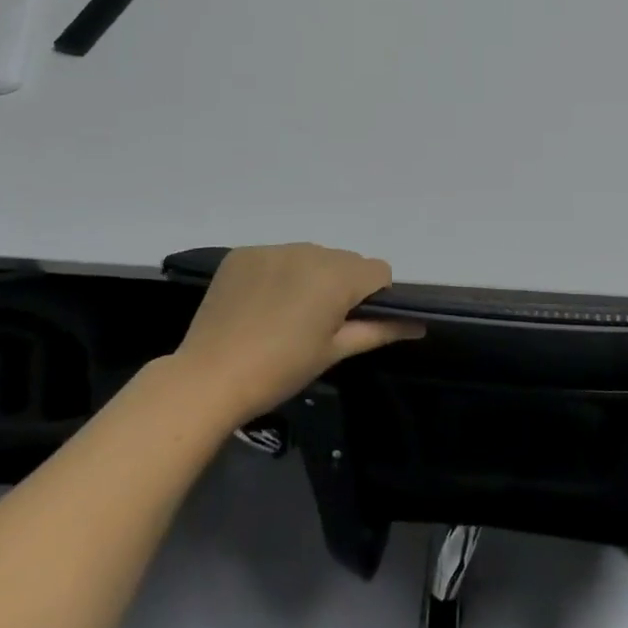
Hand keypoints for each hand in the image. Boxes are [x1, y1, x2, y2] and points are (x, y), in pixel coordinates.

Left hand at [171, 244, 419, 422]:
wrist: (209, 378)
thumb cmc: (280, 370)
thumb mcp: (334, 352)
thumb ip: (379, 330)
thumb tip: (419, 324)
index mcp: (337, 275)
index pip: (378, 271)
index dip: (374, 298)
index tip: (351, 324)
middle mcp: (309, 251)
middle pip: (344, 261)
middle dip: (341, 286)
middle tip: (317, 325)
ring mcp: (272, 249)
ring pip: (311, 256)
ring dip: (310, 277)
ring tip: (285, 315)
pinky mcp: (242, 254)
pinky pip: (276, 256)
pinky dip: (278, 274)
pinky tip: (260, 304)